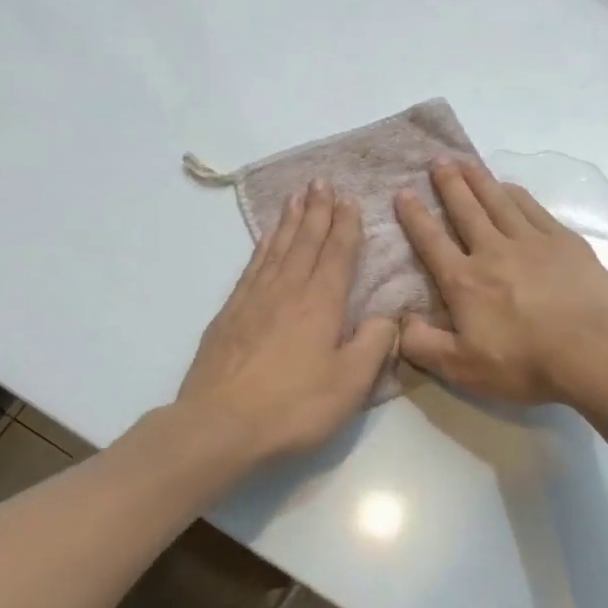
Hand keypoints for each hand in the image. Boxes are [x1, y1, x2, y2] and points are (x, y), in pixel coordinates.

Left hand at [176, 181, 397, 465]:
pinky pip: (252, 266)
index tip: (350, 199)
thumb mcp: (351, 383)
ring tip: (297, 196)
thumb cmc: (294, 406)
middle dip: (317, 210)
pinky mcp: (230, 314)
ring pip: (277, 248)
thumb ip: (375, 344)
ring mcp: (254, 299)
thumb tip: (387, 317)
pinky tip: (267, 239)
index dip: (346, 225)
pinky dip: (263, 246)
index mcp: (322, 303)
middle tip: (322, 181)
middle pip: (305, 241)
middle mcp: (288, 290)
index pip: (338, 254)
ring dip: (290, 221)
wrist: (220, 426)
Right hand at [394, 160, 607, 403]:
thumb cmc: (526, 363)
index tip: (403, 193)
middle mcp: (494, 251)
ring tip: (466, 162)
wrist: (594, 349)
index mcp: (465, 281)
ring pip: (499, 201)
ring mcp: (532, 241)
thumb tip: (399, 322)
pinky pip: (533, 208)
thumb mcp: (462, 369)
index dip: (415, 216)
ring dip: (479, 180)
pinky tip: (511, 188)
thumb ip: (422, 345)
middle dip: (448, 184)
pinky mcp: (564, 242)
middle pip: (466, 210)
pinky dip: (516, 194)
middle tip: (437, 160)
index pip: (432, 242)